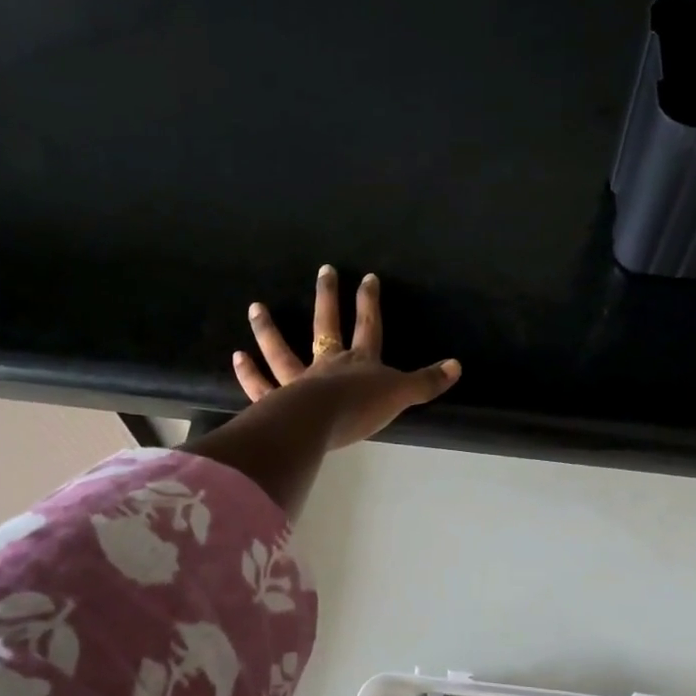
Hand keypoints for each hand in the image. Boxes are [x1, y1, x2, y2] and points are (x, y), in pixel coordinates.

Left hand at [234, 266, 460, 448]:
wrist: (320, 424)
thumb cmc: (361, 408)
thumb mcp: (401, 394)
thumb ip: (426, 382)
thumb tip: (457, 366)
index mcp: (359, 362)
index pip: (368, 326)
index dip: (369, 303)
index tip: (367, 278)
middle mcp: (327, 364)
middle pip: (326, 326)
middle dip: (327, 298)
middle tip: (323, 270)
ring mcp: (299, 381)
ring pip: (281, 351)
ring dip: (268, 330)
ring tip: (256, 307)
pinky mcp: (277, 401)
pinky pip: (261, 386)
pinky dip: (249, 373)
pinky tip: (238, 357)